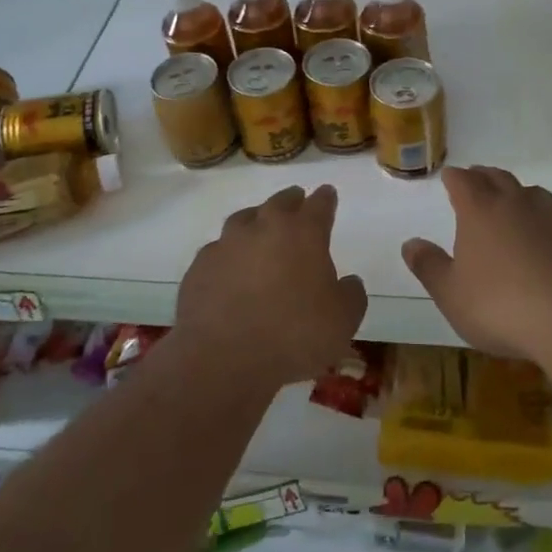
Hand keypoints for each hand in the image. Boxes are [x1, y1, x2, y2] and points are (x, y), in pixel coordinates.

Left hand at [176, 184, 366, 387]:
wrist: (224, 358)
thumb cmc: (294, 336)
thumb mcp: (343, 321)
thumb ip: (351, 295)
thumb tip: (349, 282)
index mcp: (303, 233)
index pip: (319, 205)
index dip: (326, 199)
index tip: (328, 193)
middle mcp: (264, 227)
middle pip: (279, 203)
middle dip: (291, 200)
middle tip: (296, 201)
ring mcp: (227, 244)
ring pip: (244, 219)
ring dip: (255, 220)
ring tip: (260, 228)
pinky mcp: (200, 266)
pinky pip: (218, 250)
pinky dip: (228, 254)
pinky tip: (230, 268)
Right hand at [402, 166, 551, 363]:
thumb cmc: (501, 306)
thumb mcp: (452, 294)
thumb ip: (429, 266)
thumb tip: (410, 243)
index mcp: (480, 210)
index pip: (463, 181)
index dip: (454, 178)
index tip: (449, 176)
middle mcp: (516, 204)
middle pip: (498, 178)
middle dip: (483, 176)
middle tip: (476, 178)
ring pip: (532, 193)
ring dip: (517, 193)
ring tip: (512, 201)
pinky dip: (545, 220)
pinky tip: (546, 238)